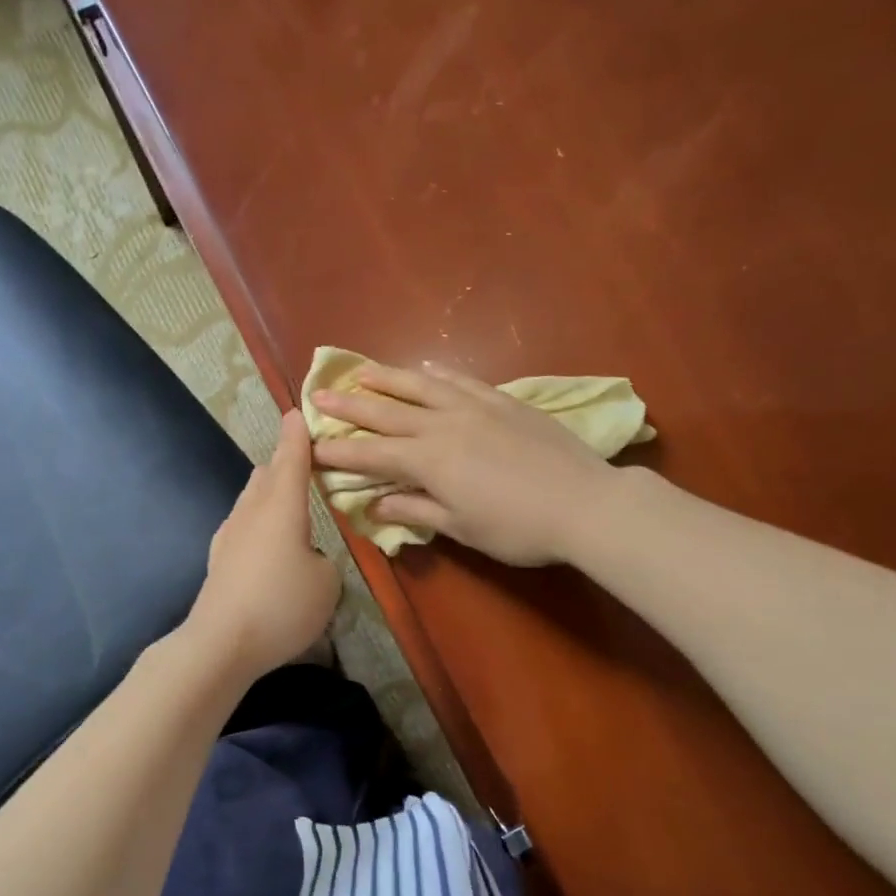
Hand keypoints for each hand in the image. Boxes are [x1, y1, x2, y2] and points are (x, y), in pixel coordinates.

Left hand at [185, 409, 341, 680]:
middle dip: (285, 463)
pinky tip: (267, 540)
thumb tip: (308, 555)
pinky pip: (243, 524)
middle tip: (307, 462)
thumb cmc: (282, 605)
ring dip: (270, 492)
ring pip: (251, 498)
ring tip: (290, 500)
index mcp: (282, 506)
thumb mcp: (327, 582)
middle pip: (267, 473)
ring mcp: (230, 533)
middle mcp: (252, 510)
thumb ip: (323, 558)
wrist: (221, 643)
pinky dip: (259, 520)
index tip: (299, 413)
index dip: (298, 435)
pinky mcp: (219, 558)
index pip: (292, 458)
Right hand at [311, 362, 618, 565]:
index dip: (338, 452)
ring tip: (361, 371)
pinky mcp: (503, 401)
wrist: (585, 503)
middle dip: (349, 406)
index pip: (371, 455)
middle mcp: (443, 426)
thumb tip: (374, 505)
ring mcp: (475, 407)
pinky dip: (439, 374)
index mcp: (429, 461)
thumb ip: (416, 510)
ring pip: (421, 386)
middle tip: (318, 396)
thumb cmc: (518, 528)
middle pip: (387, 412)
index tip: (310, 447)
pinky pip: (462, 381)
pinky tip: (427, 367)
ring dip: (387, 378)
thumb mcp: (462, 527)